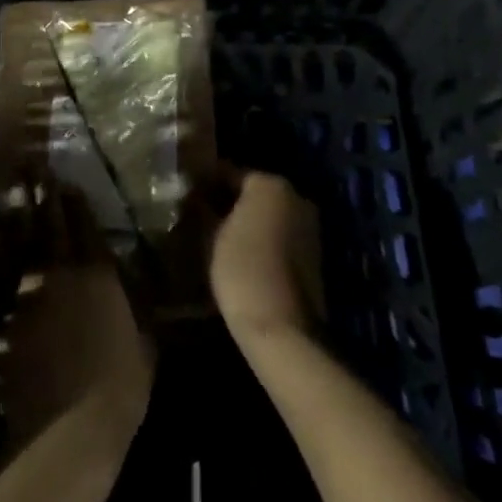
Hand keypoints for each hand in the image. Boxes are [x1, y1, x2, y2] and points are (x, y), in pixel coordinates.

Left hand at [0, 190, 153, 454]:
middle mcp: (61, 274)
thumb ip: (136, 315)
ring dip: (16, 223)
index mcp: (98, 274)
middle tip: (29, 168)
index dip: (74, 199)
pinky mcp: (8, 323)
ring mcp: (30, 296)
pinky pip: (7, 289)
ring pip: (21, 249)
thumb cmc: (121, 386)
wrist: (69, 427)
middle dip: (40, 193)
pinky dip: (4, 273)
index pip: (85, 224)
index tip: (64, 178)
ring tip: (9, 203)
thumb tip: (138, 302)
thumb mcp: (144, 346)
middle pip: (48, 223)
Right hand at [209, 172, 325, 346]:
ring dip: (246, 220)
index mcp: (270, 184)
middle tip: (199, 214)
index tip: (187, 192)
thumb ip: (203, 209)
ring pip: (268, 213)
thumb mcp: (211, 236)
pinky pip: (280, 234)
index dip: (206, 181)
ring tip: (216, 234)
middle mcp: (295, 196)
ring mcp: (309, 225)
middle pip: (253, 191)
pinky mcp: (314, 253)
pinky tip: (240, 253)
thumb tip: (193, 195)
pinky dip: (262, 237)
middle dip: (227, 200)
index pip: (230, 172)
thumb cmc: (242, 270)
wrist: (283, 328)